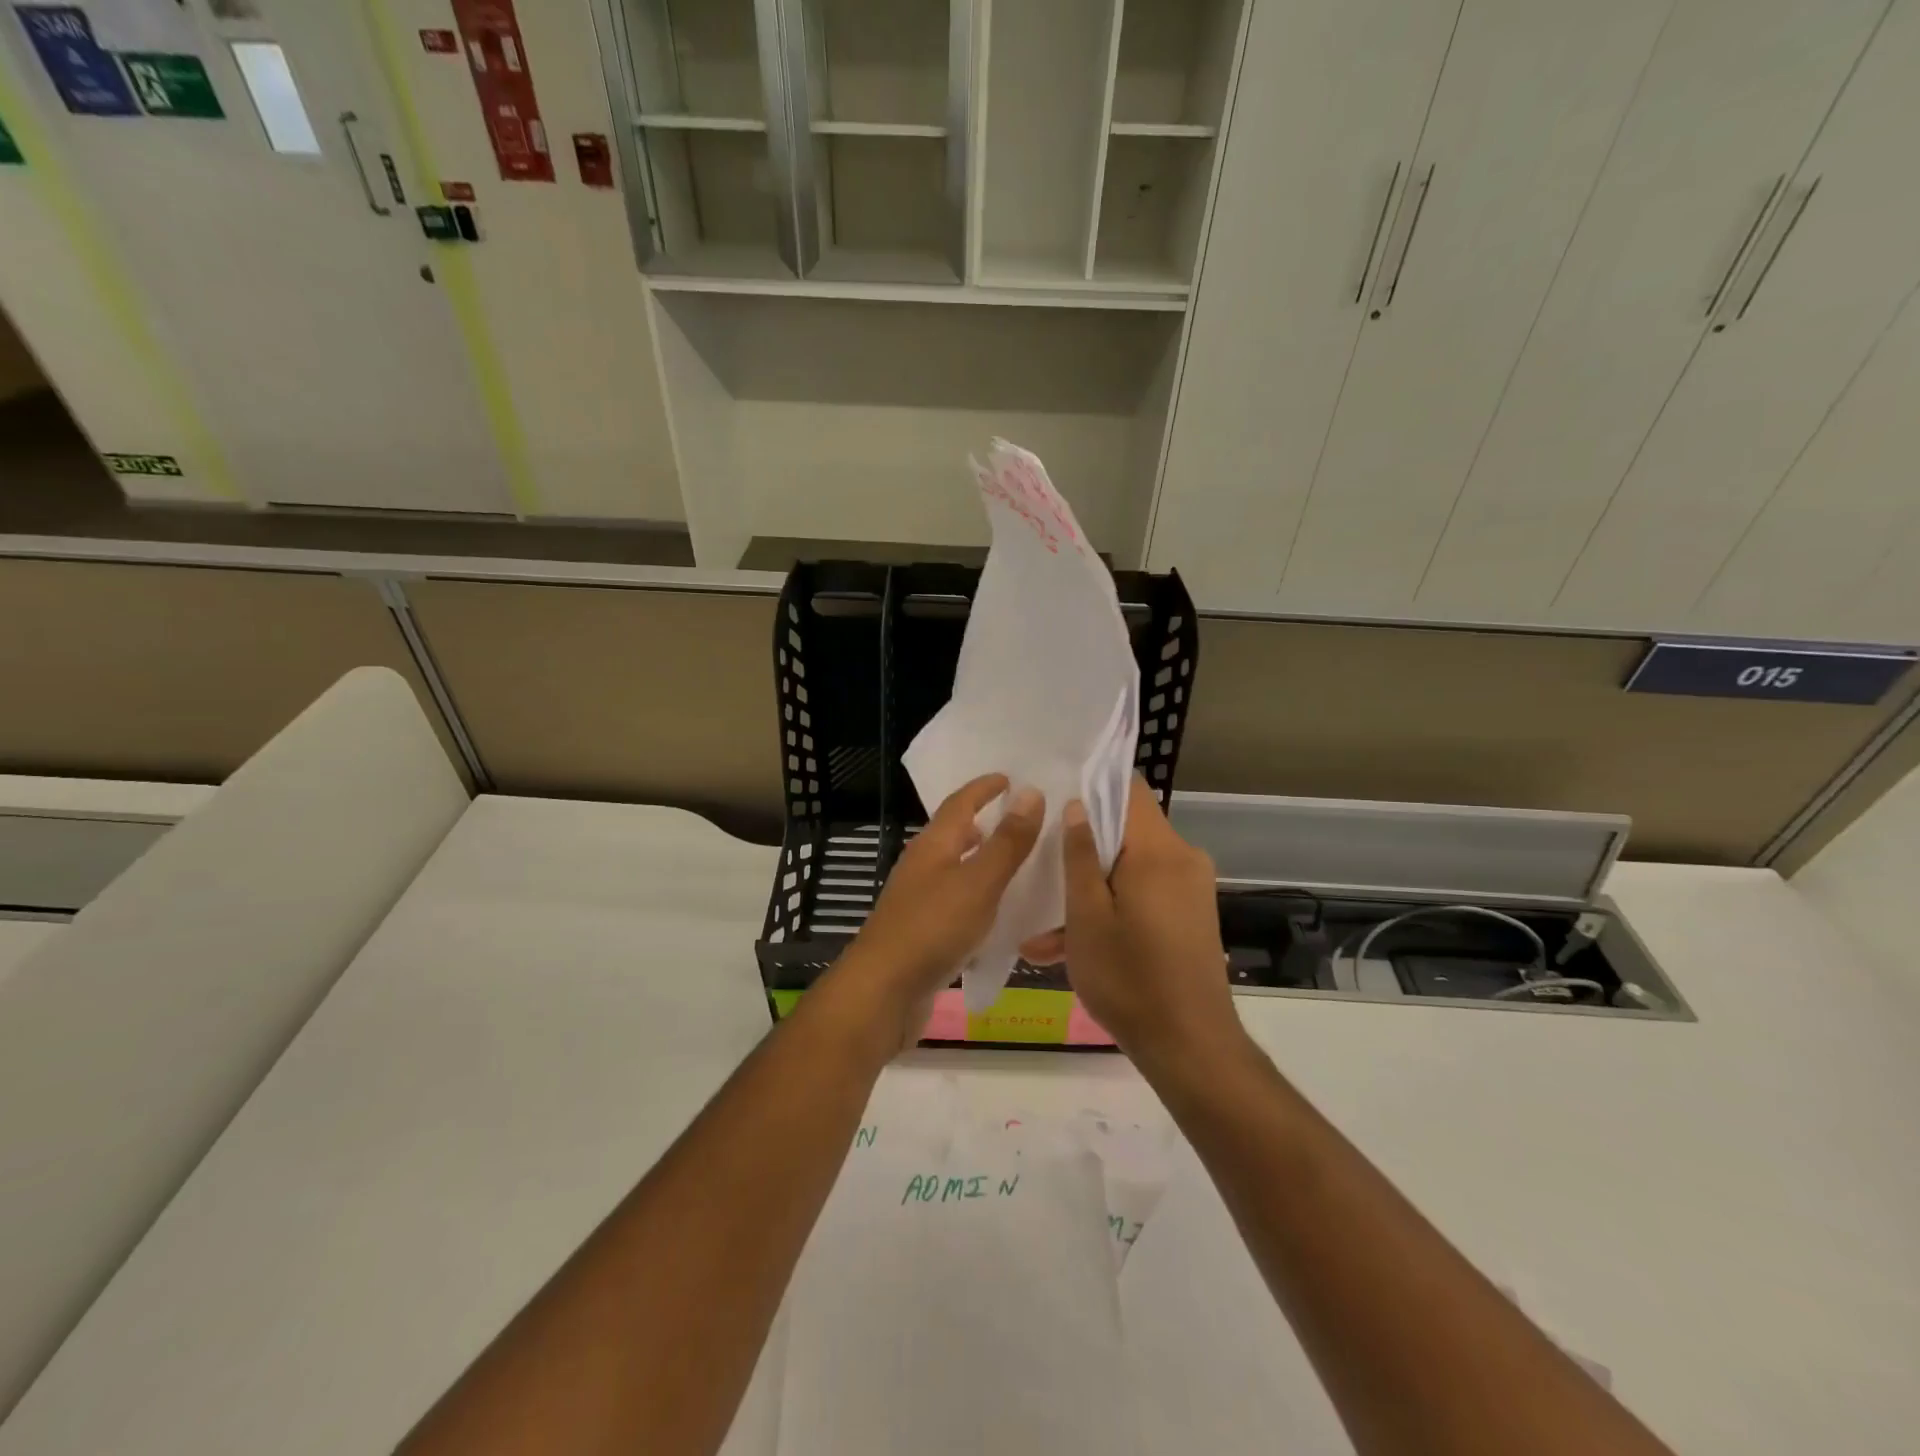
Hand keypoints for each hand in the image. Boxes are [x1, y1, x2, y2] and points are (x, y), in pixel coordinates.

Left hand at [835, 775, 1043, 1045]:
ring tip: (1013, 861)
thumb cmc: (933, 928)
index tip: (1010, 778)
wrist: (884, 991)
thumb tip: (1031, 793)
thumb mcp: (979, 882)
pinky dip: (978, 894)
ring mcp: (918, 899)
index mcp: (933, 845)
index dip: (984, 788)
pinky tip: (996, 911)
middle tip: (1018, 818)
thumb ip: (1007, 842)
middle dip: (983, 821)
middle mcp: (922, 866)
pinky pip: (955, 900)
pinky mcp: (922, 930)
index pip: (959, 803)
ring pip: (954, 867)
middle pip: (953, 833)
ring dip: (980, 858)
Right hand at [1054, 778, 1243, 1067]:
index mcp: (1159, 850)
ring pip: (1130, 869)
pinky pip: (1143, 895)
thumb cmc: (1129, 978)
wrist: (1190, 1047)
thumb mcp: (1087, 916)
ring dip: (1090, 891)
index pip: (1129, 789)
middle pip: (1126, 830)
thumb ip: (1080, 855)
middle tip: (1038, 863)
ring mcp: (1190, 889)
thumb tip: (1076, 805)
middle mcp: (1182, 859)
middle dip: (1082, 849)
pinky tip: (1069, 947)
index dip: (1091, 784)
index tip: (1054, 794)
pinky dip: (1112, 911)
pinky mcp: (1190, 916)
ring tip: (1042, 930)